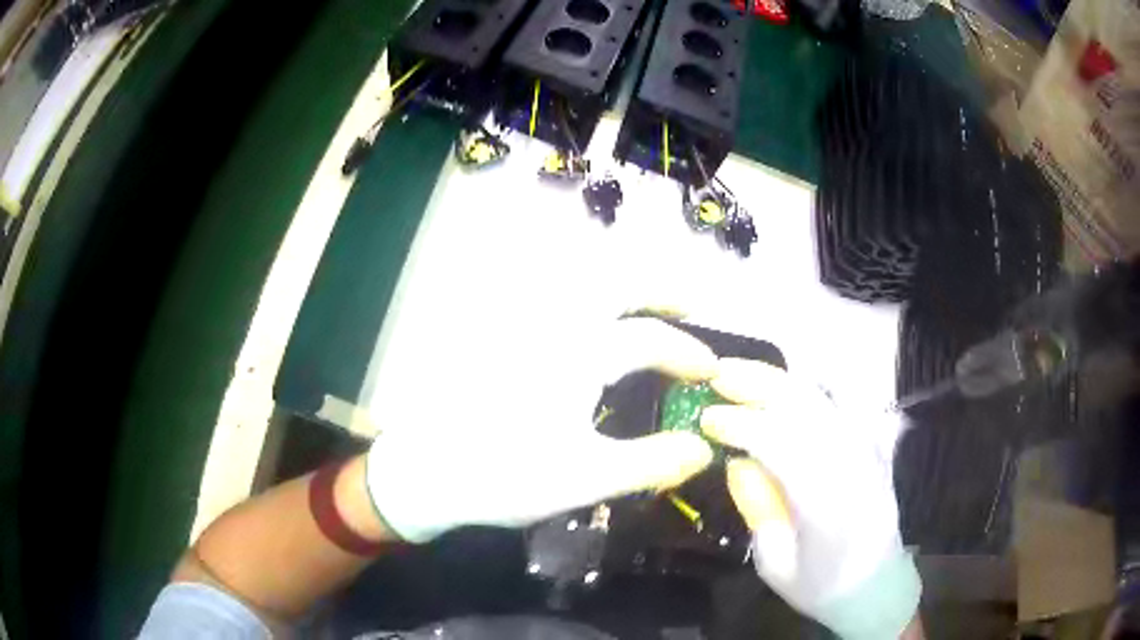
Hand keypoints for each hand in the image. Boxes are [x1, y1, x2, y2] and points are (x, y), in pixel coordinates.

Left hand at [364, 316, 717, 542]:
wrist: (427, 470)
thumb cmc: (506, 475)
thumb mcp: (586, 477)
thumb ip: (652, 462)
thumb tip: (704, 447)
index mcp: (580, 353)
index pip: (650, 340)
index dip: (687, 353)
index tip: (710, 370)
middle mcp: (554, 324)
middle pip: (615, 282)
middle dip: (658, 289)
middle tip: (686, 305)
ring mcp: (522, 324)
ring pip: (577, 280)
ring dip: (619, 284)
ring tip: (643, 305)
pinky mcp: (499, 335)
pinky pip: (546, 294)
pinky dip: (578, 292)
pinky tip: (586, 317)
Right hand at [703, 359, 920, 639]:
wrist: (877, 587)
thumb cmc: (821, 585)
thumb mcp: (776, 563)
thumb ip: (759, 509)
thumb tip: (736, 461)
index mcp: (825, 504)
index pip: (780, 445)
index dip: (741, 424)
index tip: (707, 417)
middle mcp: (851, 467)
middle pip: (805, 408)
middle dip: (759, 385)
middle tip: (719, 375)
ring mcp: (868, 452)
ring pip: (824, 400)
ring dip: (780, 382)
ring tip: (743, 374)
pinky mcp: (874, 448)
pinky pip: (841, 405)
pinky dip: (809, 391)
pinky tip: (784, 389)